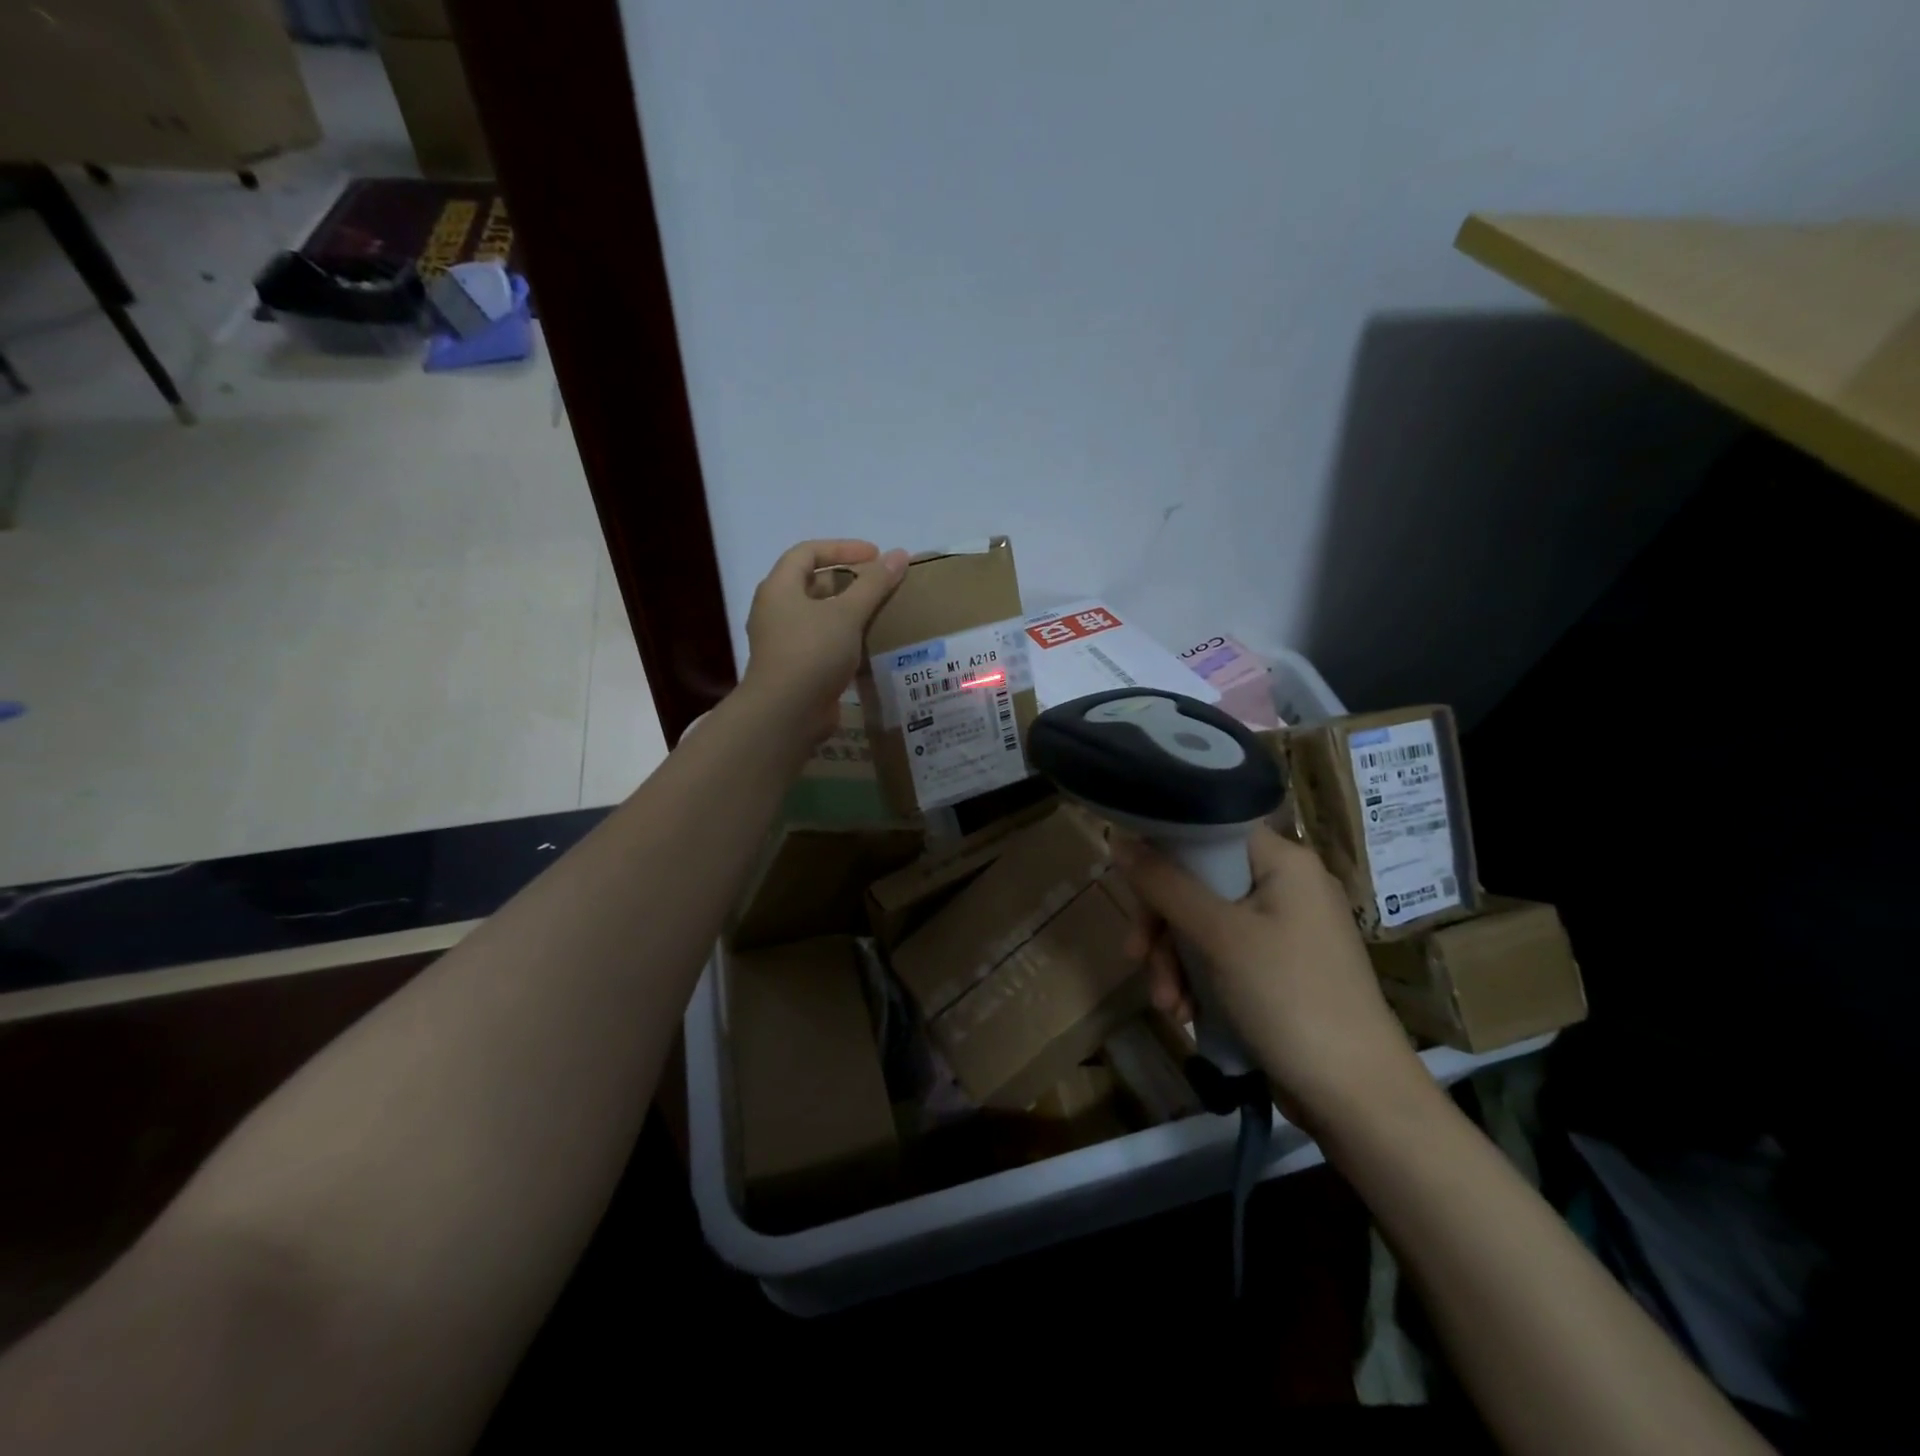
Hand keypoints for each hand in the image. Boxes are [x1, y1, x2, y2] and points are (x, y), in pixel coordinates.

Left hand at [740, 539, 908, 743]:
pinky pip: (821, 643)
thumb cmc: (813, 652)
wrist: (787, 713)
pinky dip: (844, 639)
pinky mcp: (794, 668)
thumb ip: (874, 584)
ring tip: (879, 613)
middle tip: (879, 585)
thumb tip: (899, 555)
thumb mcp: (847, 613)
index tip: (875, 555)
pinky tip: (868, 646)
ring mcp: (782, 642)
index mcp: (779, 588)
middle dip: (847, 580)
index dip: (842, 547)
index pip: (807, 552)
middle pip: (812, 583)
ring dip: (847, 612)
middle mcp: (775, 611)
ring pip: (817, 616)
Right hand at [1118, 824, 1434, 1133]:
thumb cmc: (1289, 998)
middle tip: (1136, 957)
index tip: (1130, 887)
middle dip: (1163, 926)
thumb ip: (1165, 885)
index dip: (1163, 853)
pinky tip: (1185, 1013)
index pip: (1207, 832)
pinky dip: (1197, 980)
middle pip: (1198, 882)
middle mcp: (1284, 885)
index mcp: (1283, 861)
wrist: (1357, 1097)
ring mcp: (1282, 929)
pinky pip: (1221, 955)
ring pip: (1203, 924)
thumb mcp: (1219, 936)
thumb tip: (1119, 839)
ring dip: (1174, 962)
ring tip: (1167, 1005)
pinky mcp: (1277, 968)